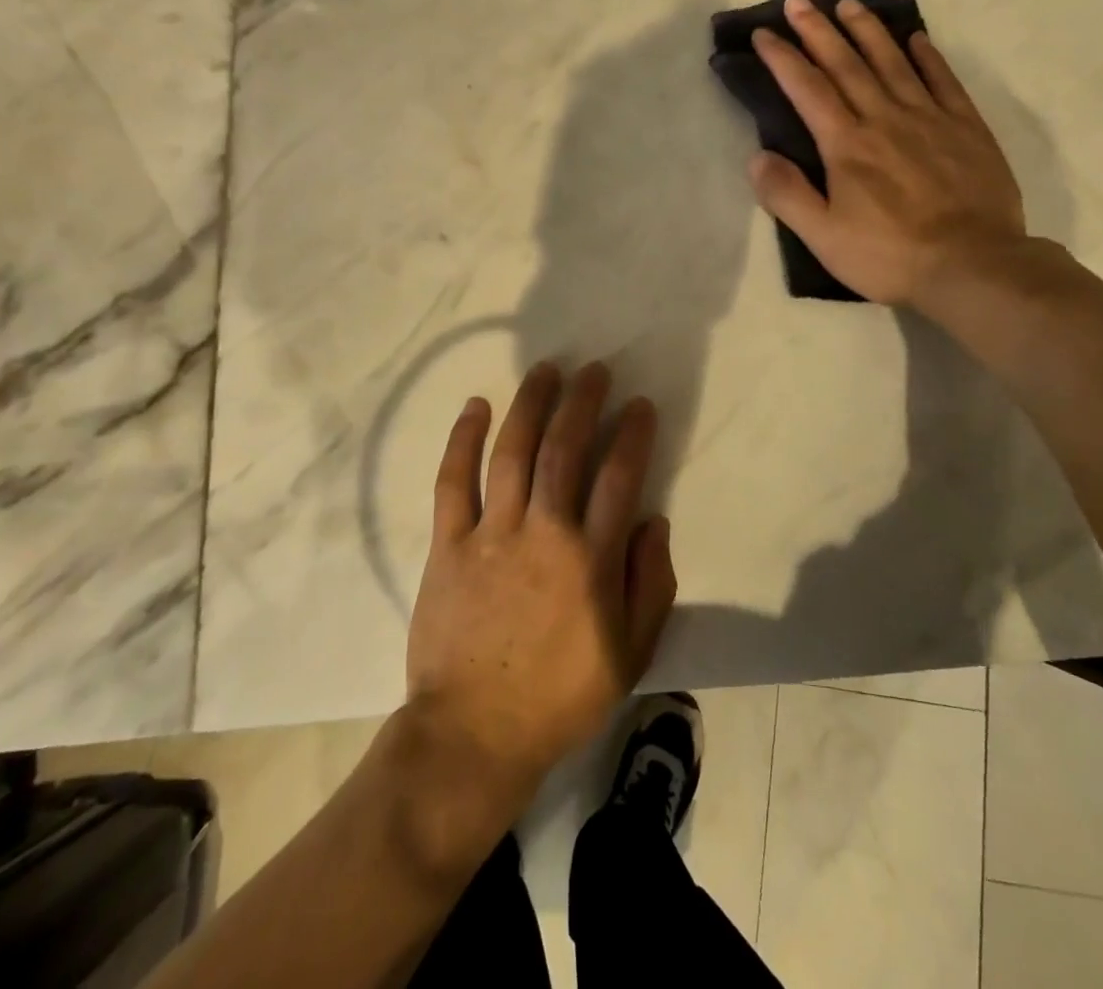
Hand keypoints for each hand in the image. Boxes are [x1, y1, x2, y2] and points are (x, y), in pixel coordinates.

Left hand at [407, 361, 676, 797]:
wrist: (475, 732)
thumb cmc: (561, 695)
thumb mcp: (631, 653)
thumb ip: (651, 583)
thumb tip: (652, 520)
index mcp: (591, 559)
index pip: (619, 477)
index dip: (633, 434)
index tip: (640, 405)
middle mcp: (544, 532)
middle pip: (564, 449)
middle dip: (583, 402)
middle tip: (594, 370)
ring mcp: (492, 534)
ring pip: (513, 452)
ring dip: (531, 405)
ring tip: (545, 371)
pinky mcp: (449, 544)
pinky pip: (454, 482)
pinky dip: (463, 440)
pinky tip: (475, 407)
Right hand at [748, 0, 1029, 313]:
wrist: (972, 265)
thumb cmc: (889, 255)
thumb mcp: (823, 237)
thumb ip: (787, 195)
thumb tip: (756, 157)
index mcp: (847, 144)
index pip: (808, 89)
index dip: (783, 58)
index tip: (763, 33)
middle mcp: (885, 119)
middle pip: (847, 64)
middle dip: (818, 30)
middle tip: (799, 0)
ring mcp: (929, 118)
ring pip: (893, 62)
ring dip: (868, 30)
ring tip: (849, 3)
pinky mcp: (966, 128)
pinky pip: (943, 80)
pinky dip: (927, 56)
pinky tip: (916, 38)